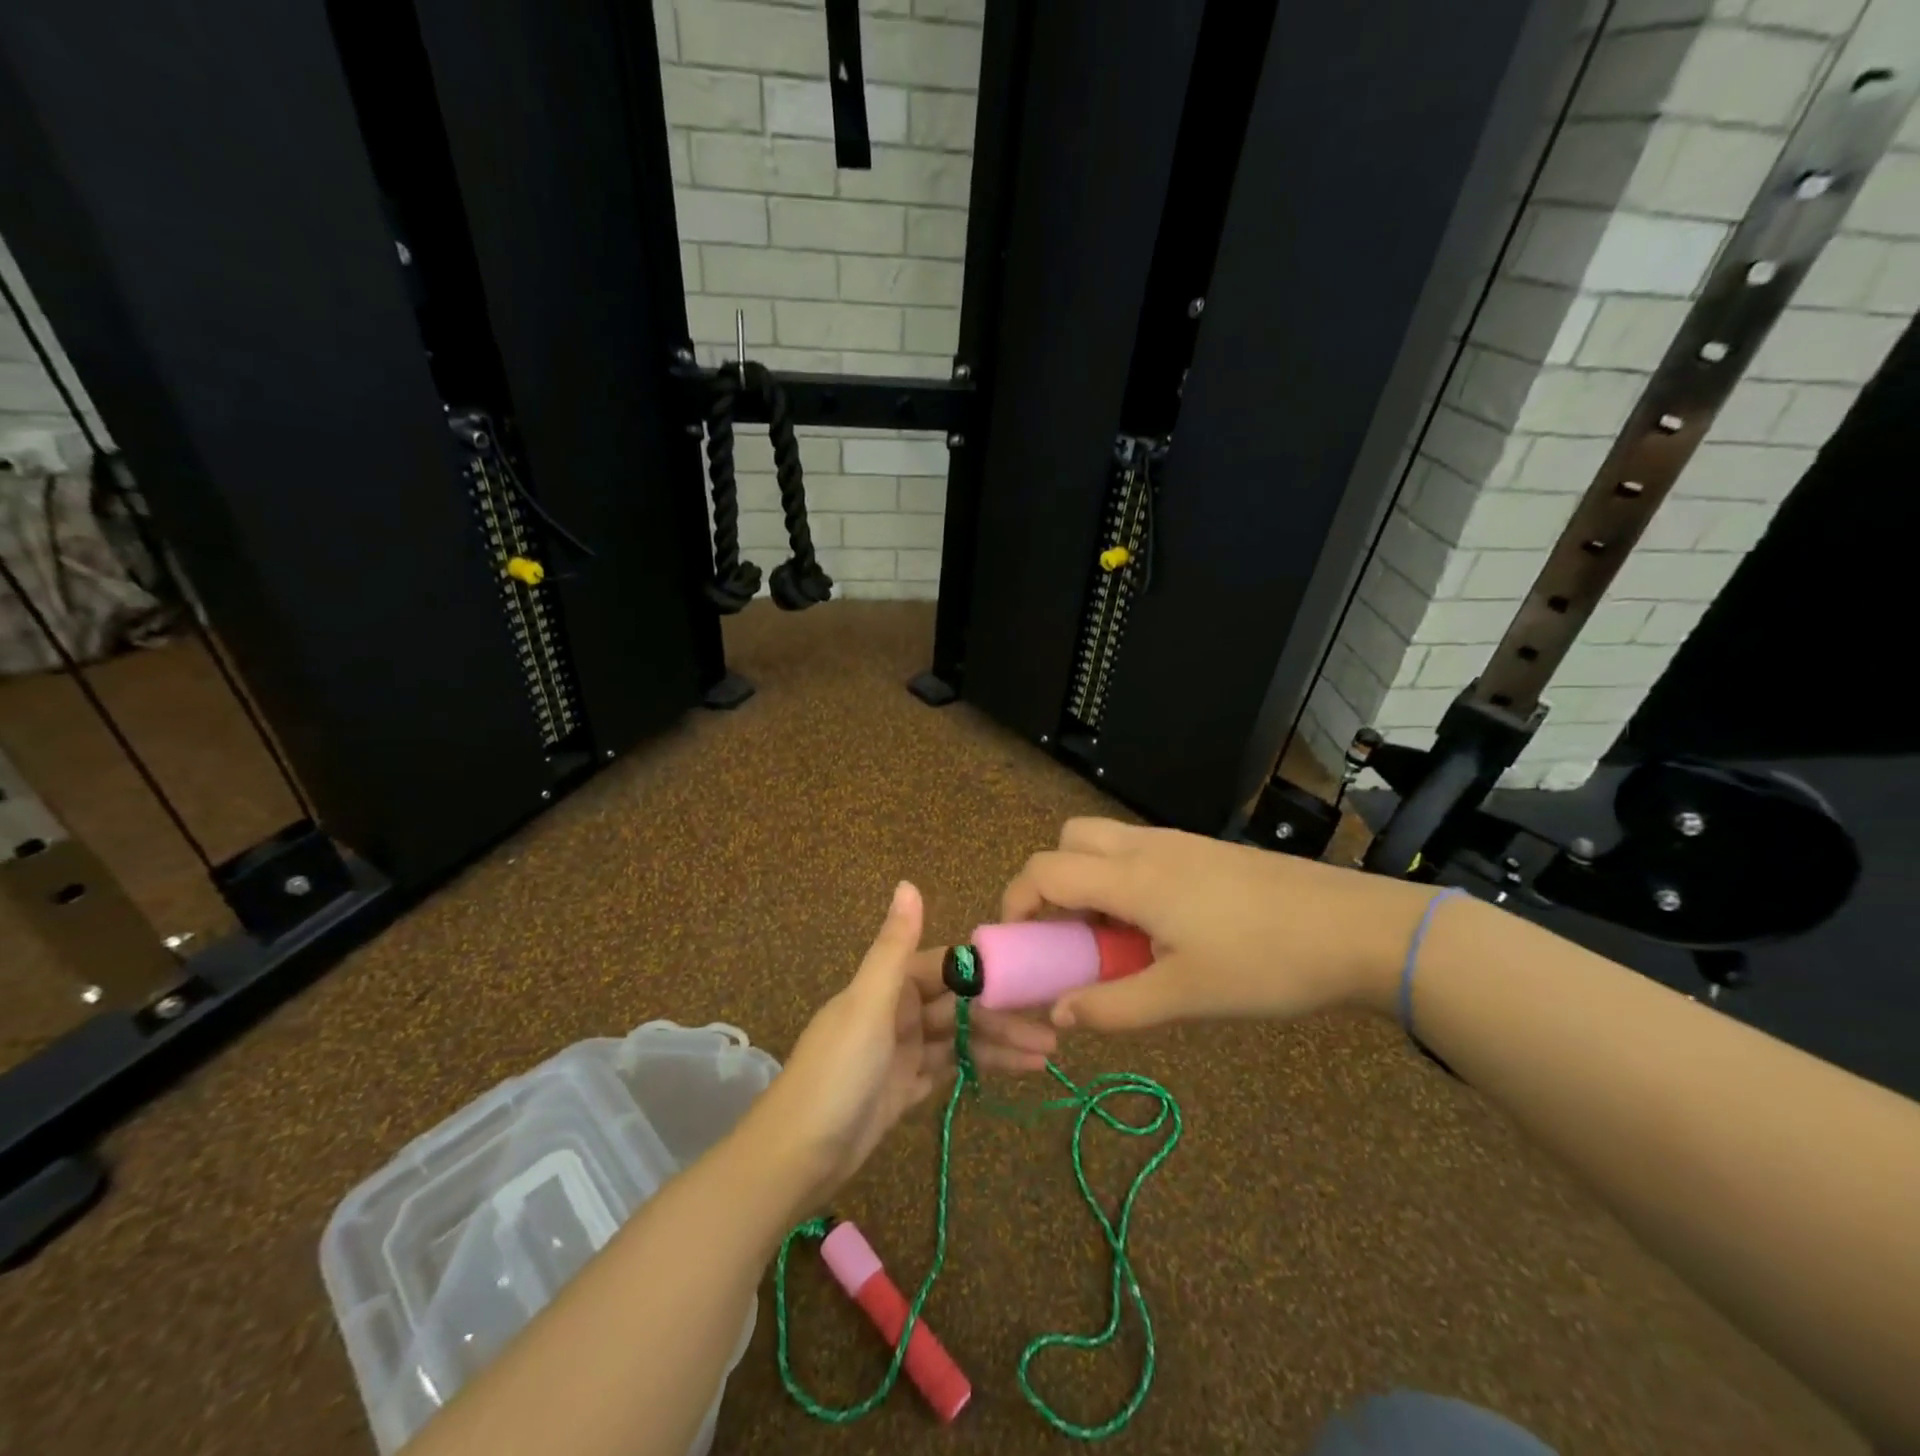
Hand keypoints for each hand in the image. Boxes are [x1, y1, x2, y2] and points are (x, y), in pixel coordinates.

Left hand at [742, 882, 1056, 1209]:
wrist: (795, 1158)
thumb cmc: (836, 1073)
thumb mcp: (868, 1006)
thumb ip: (894, 947)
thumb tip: (908, 883)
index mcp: (887, 985)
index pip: (947, 968)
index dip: (987, 972)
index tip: (1032, 977)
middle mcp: (897, 1011)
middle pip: (959, 1005)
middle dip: (1002, 1015)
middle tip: (1052, 1028)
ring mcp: (902, 1051)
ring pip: (959, 1038)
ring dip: (1000, 1043)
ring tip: (1047, 1055)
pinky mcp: (905, 1087)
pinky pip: (950, 1068)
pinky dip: (980, 1067)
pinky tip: (1016, 1069)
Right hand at [999, 818, 1441, 1032]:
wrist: (1357, 929)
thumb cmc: (1265, 963)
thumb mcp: (1185, 996)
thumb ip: (1113, 1006)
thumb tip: (1059, 1014)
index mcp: (1132, 877)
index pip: (1044, 869)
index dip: (1016, 901)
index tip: (1017, 944)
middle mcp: (1145, 847)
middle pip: (1068, 839)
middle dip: (1051, 881)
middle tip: (1067, 934)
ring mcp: (1178, 843)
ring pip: (1105, 843)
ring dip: (1089, 881)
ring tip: (1113, 938)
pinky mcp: (1204, 851)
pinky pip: (1139, 852)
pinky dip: (1123, 881)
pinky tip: (1157, 928)